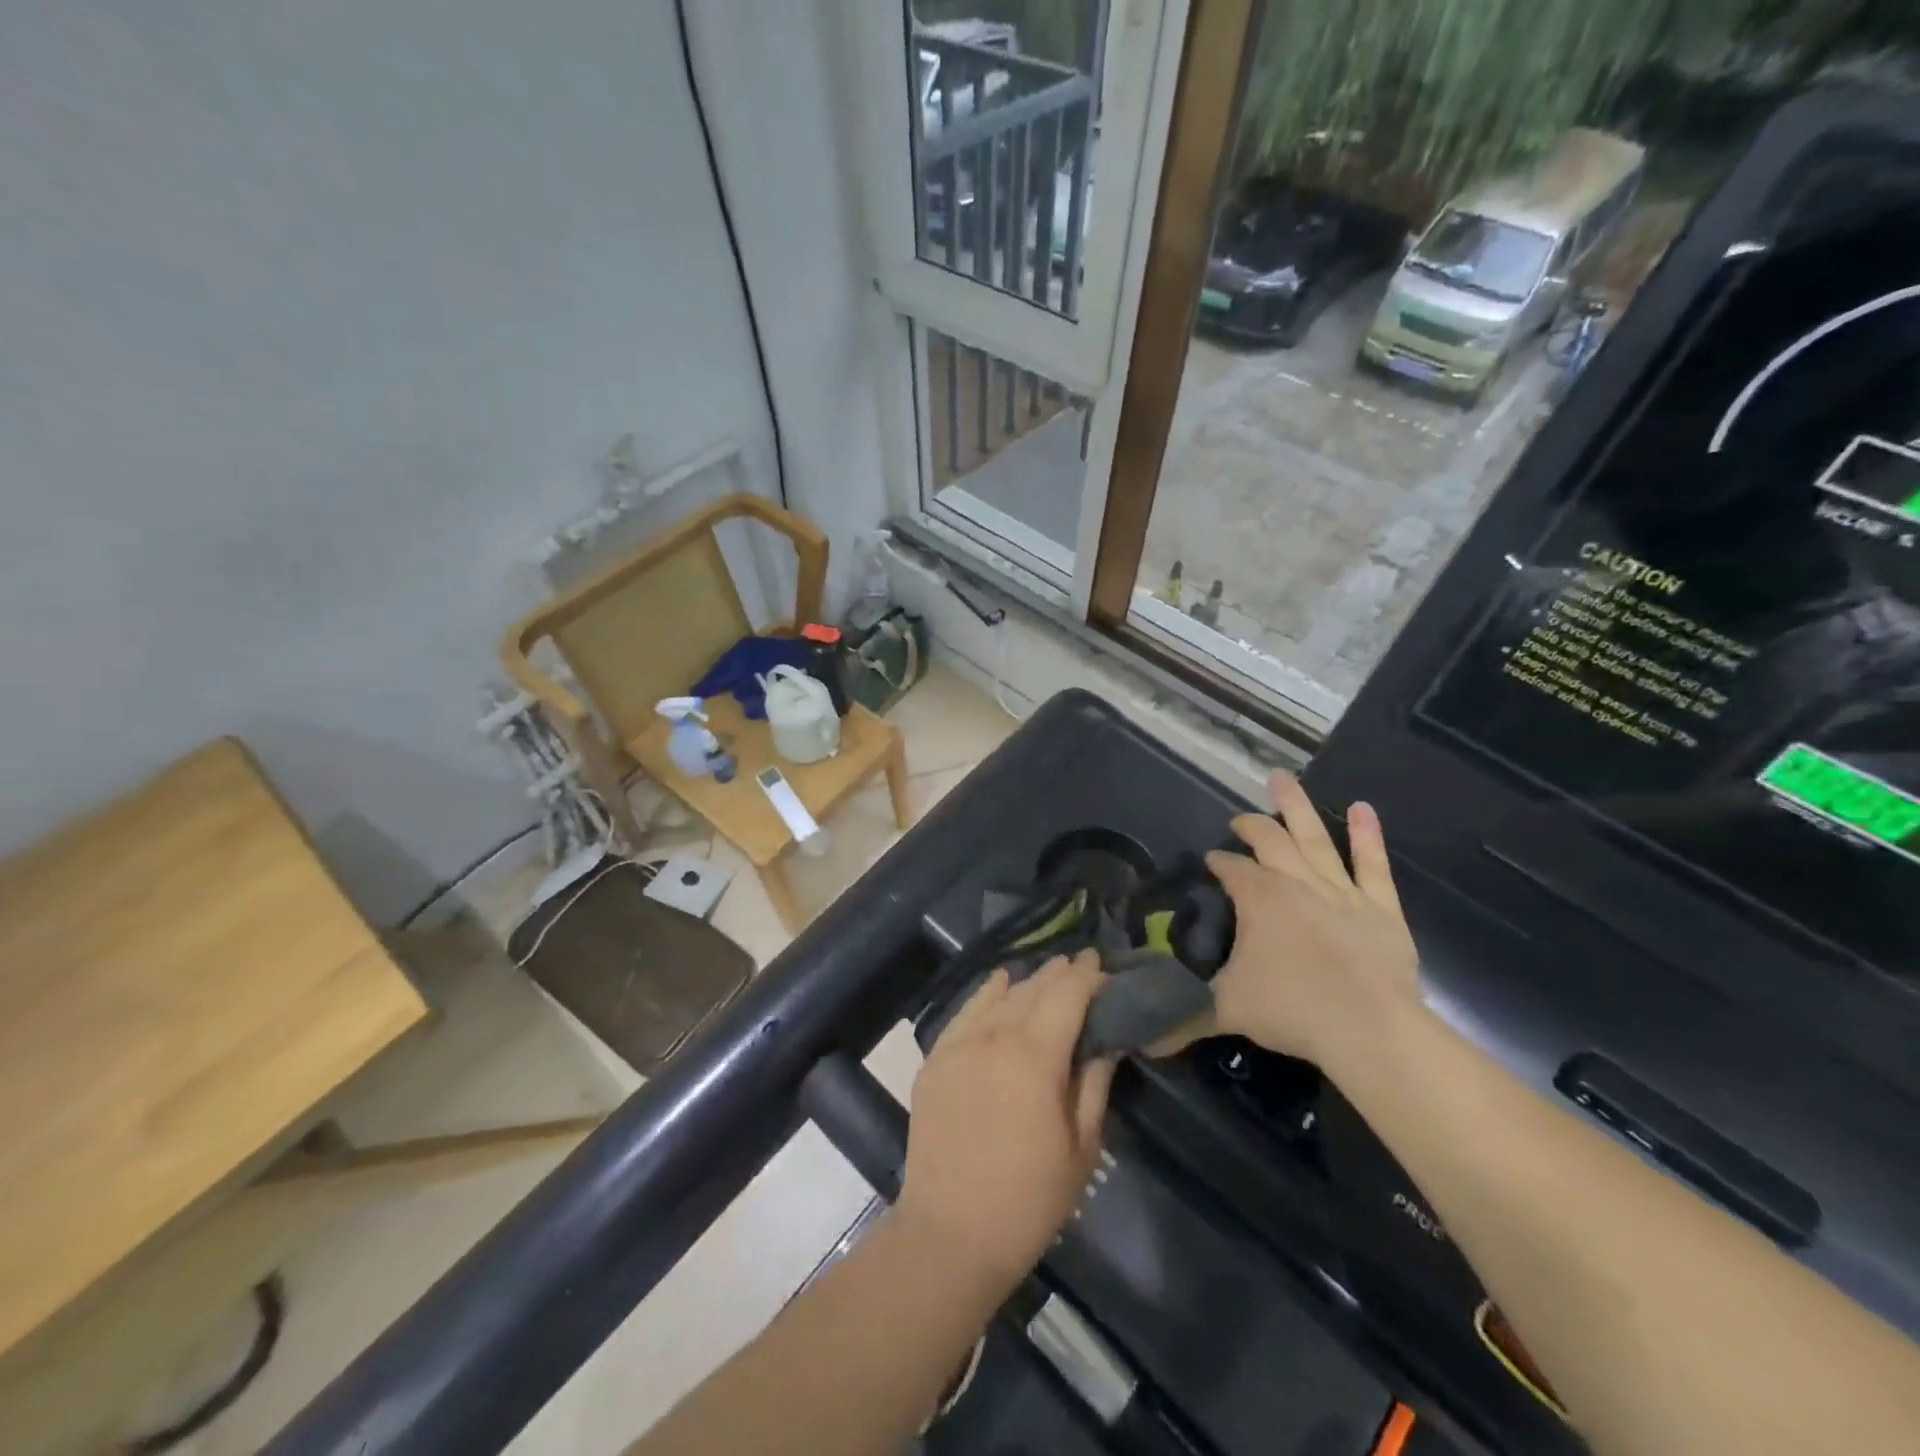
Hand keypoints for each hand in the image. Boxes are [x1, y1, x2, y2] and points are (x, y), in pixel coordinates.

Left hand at [896, 953, 1114, 1288]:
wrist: (950, 1233)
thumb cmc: (1028, 1200)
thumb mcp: (1080, 1148)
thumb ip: (1093, 1084)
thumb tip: (1106, 1041)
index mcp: (1035, 1056)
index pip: (1066, 996)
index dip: (1086, 976)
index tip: (1101, 964)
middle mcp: (994, 1036)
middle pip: (1032, 990)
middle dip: (1059, 973)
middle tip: (1080, 963)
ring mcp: (958, 1045)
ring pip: (998, 997)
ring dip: (1027, 981)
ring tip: (1048, 972)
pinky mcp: (935, 1059)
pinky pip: (965, 1012)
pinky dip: (986, 993)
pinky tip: (1000, 981)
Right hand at [1185, 772, 1421, 1069]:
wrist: (1369, 1028)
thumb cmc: (1292, 1008)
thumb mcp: (1226, 1010)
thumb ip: (1182, 1018)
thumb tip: (1140, 1040)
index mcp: (1258, 897)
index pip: (1231, 869)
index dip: (1218, 862)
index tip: (1210, 861)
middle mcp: (1295, 881)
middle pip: (1269, 840)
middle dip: (1250, 825)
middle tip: (1238, 819)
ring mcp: (1341, 890)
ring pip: (1315, 837)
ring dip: (1297, 806)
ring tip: (1283, 778)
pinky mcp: (1380, 906)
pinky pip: (1372, 864)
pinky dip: (1367, 835)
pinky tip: (1362, 808)